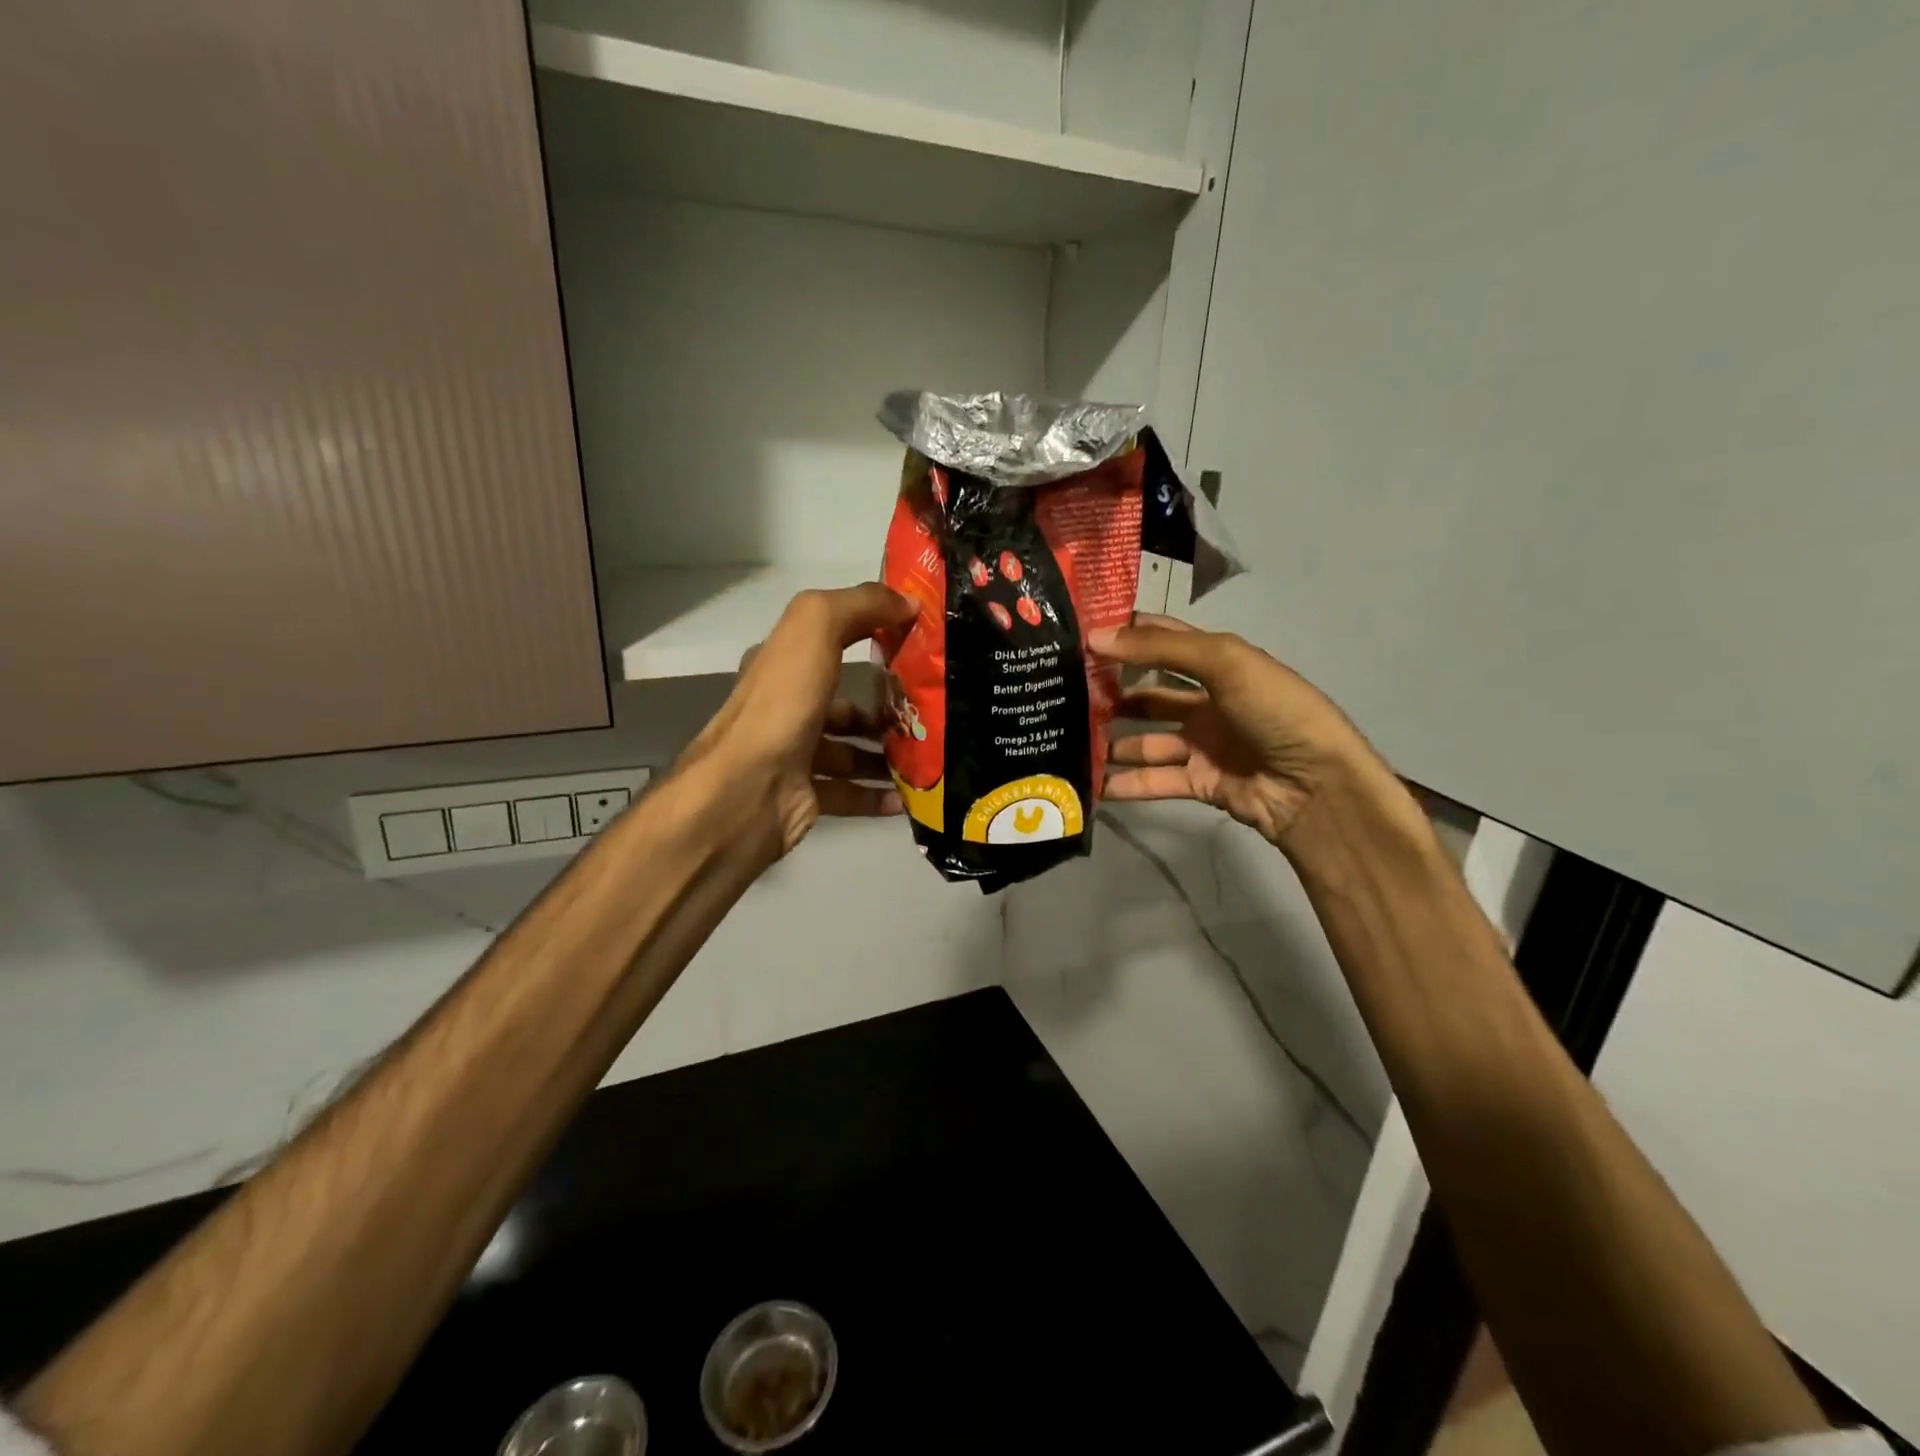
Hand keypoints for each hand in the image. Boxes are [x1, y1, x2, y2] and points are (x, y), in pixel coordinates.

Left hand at [677, 584, 916, 859]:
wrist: (748, 791)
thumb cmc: (783, 704)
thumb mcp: (816, 628)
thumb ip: (861, 605)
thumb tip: (908, 602)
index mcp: (782, 665)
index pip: (831, 640)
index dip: (872, 634)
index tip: (919, 641)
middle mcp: (785, 708)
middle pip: (844, 703)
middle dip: (886, 707)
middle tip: (930, 711)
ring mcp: (793, 755)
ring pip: (850, 752)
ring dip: (888, 753)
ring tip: (929, 754)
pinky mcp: (803, 797)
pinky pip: (850, 794)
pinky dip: (879, 795)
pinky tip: (909, 797)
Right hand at [1091, 613, 1379, 848]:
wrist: (1315, 785)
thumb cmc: (1274, 710)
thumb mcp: (1223, 662)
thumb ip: (1159, 649)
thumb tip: (1095, 637)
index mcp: (1219, 664)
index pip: (1164, 641)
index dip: (1126, 635)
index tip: (1078, 634)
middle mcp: (1208, 701)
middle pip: (1149, 693)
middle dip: (1111, 692)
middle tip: (1063, 693)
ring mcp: (1202, 745)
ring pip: (1146, 740)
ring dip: (1111, 741)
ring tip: (1067, 740)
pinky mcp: (1199, 783)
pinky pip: (1154, 781)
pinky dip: (1125, 784)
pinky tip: (1090, 784)